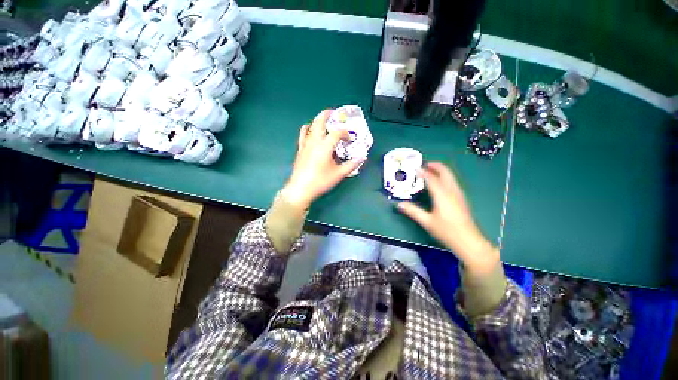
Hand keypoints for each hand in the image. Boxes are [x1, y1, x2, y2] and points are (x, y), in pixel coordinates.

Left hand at [281, 110, 364, 209]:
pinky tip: (311, 132)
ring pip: (310, 125)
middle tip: (335, 113)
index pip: (337, 133)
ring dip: (318, 121)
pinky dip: (307, 129)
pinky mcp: (300, 149)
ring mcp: (305, 144)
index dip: (345, 133)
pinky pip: (303, 134)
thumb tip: (362, 157)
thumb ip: (351, 165)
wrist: (300, 189)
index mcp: (325, 146)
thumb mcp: (339, 174)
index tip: (349, 139)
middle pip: (319, 121)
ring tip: (324, 122)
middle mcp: (314, 141)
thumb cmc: (320, 181)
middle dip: (327, 114)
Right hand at [398, 162, 498, 274]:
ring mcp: (458, 194)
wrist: (469, 241)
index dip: (422, 172)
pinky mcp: (461, 199)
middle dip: (435, 166)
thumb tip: (399, 204)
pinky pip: (452, 182)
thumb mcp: (427, 222)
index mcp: (442, 195)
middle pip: (445, 172)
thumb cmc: (447, 231)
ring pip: (451, 176)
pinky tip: (439, 183)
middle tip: (423, 164)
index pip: (431, 178)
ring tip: (429, 171)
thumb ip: (412, 211)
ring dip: (441, 170)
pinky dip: (444, 177)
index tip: (414, 168)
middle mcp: (452, 191)